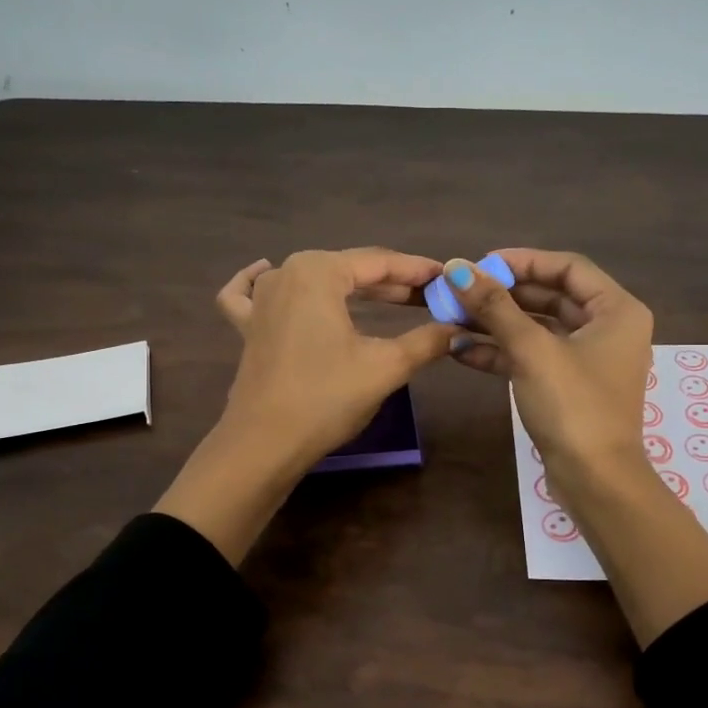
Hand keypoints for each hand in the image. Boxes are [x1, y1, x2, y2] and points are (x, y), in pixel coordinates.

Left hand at [155, 248, 453, 564]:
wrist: (265, 444)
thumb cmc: (327, 397)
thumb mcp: (386, 367)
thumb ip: (427, 341)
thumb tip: (460, 331)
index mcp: (319, 272)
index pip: (380, 263)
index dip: (419, 271)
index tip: (448, 279)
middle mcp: (286, 273)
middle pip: (349, 269)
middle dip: (393, 283)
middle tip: (431, 297)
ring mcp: (260, 300)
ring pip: (313, 279)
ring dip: (351, 287)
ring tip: (387, 299)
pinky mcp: (247, 328)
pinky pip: (251, 293)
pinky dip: (260, 282)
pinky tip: (265, 273)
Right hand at [446, 250, 707, 644]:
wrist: (594, 480)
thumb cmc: (573, 406)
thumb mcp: (532, 350)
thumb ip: (494, 306)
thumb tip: (457, 268)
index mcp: (616, 310)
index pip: (567, 267)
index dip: (523, 261)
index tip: (481, 264)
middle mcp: (607, 328)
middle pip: (550, 296)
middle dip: (504, 294)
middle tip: (461, 290)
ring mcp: (587, 359)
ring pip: (538, 328)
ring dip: (497, 323)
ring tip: (452, 316)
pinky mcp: (567, 386)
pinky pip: (533, 357)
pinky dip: (501, 352)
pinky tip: (461, 349)